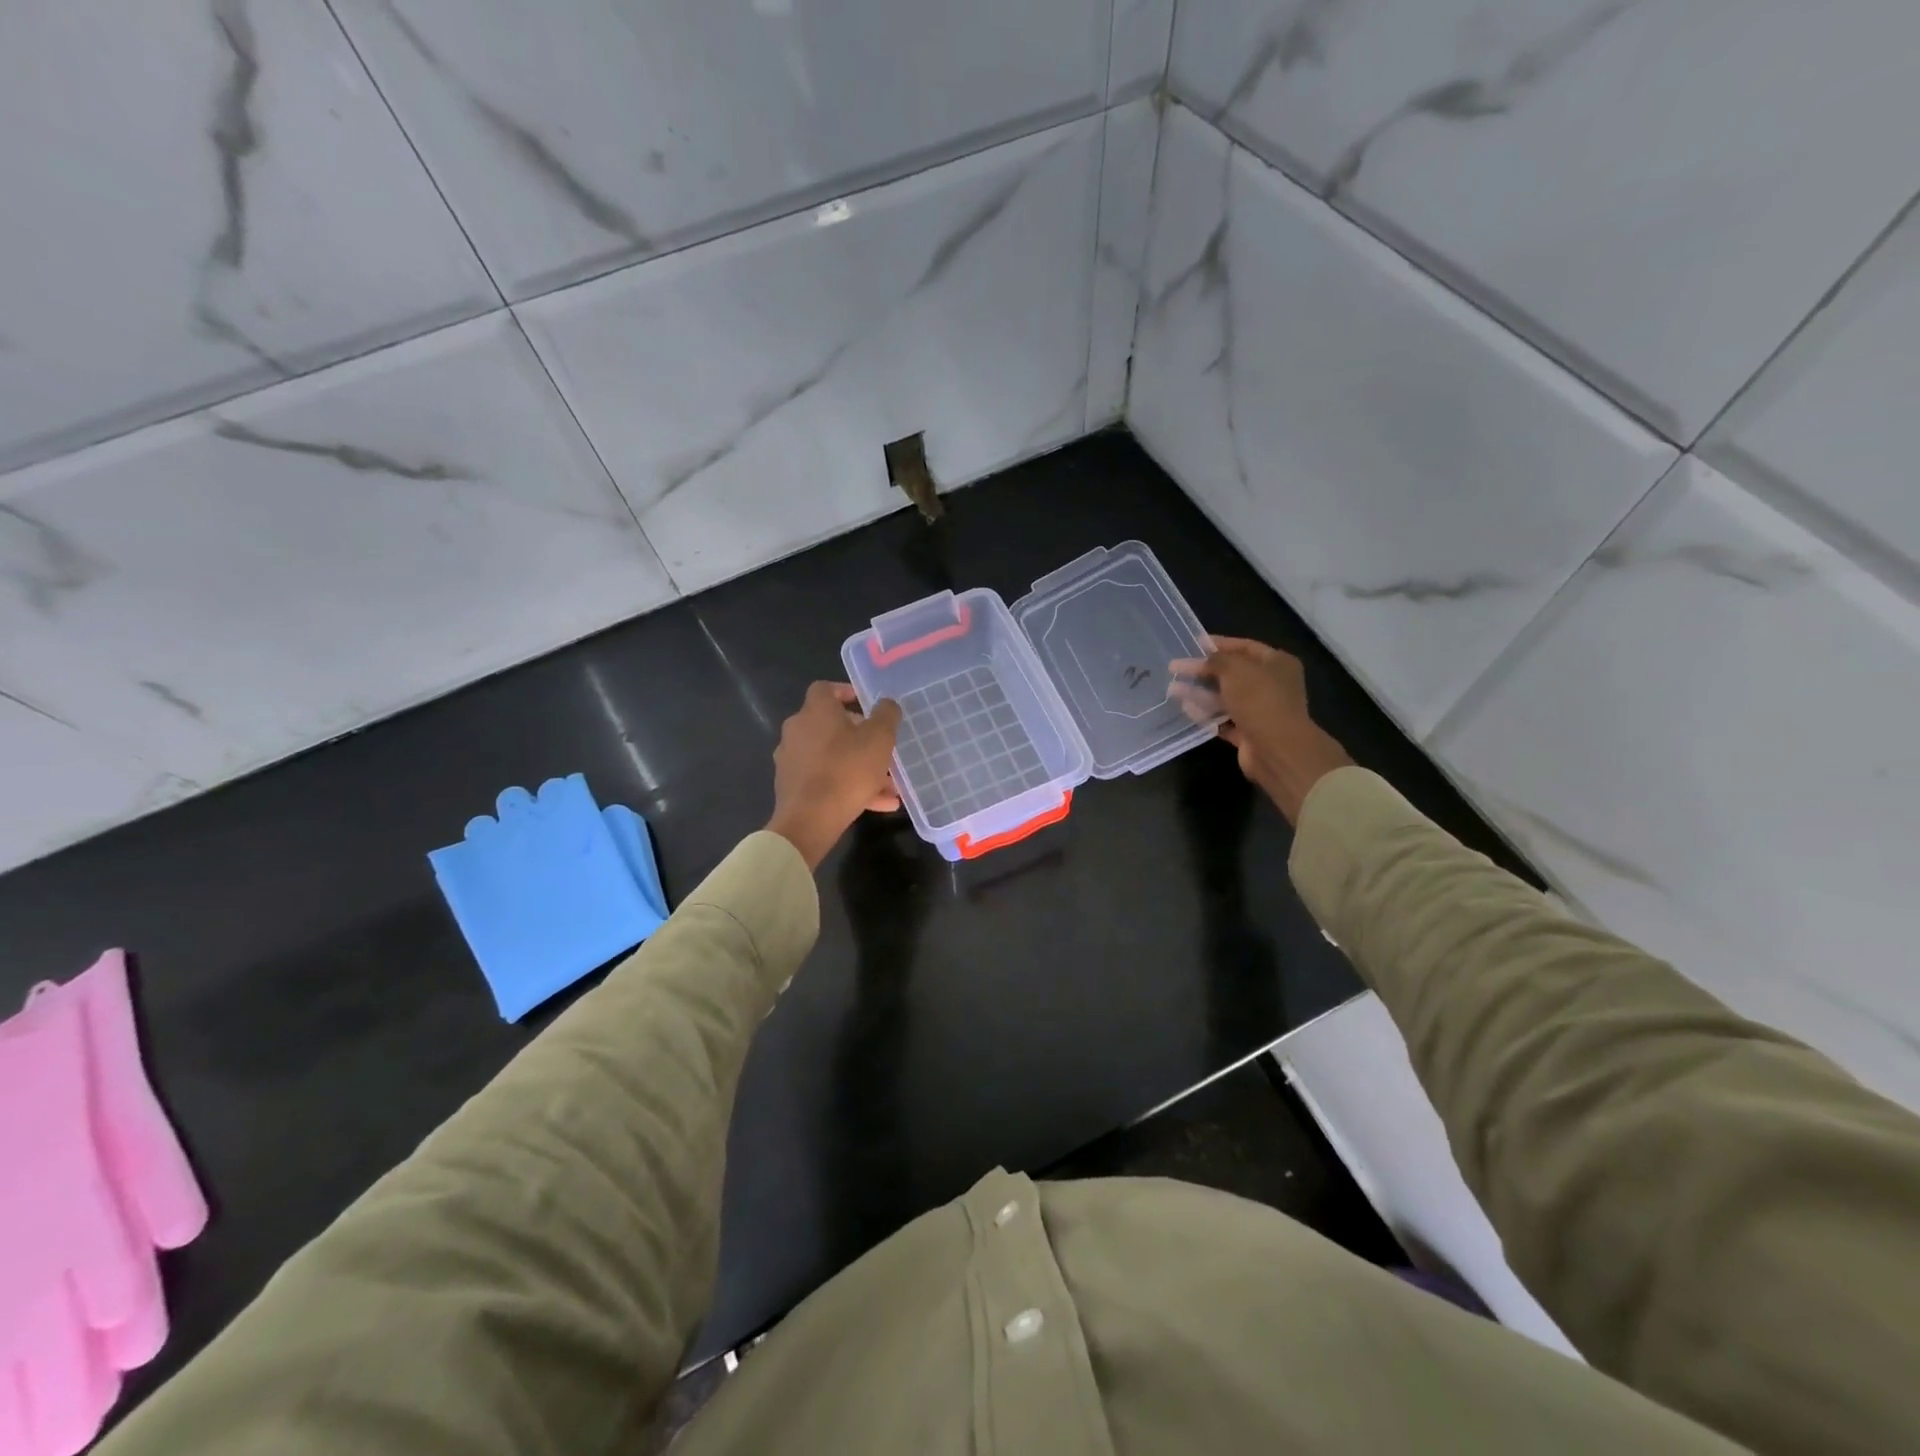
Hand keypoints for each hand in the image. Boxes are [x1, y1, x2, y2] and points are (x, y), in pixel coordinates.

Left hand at [767, 683, 903, 869]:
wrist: (809, 820)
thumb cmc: (847, 770)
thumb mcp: (879, 738)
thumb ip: (886, 715)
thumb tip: (886, 704)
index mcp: (815, 712)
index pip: (825, 689)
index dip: (846, 692)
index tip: (865, 703)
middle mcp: (797, 731)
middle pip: (830, 726)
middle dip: (860, 737)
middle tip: (882, 748)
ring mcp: (792, 760)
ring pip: (832, 757)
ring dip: (860, 767)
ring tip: (889, 786)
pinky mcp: (792, 787)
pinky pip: (826, 780)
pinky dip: (849, 787)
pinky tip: (878, 804)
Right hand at [1169, 637, 1353, 823]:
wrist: (1276, 748)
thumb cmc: (1259, 699)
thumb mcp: (1235, 669)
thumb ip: (1215, 660)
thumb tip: (1201, 660)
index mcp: (1277, 663)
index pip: (1245, 647)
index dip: (1219, 644)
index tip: (1193, 643)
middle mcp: (1272, 685)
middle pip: (1233, 673)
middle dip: (1204, 671)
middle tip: (1177, 668)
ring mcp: (1260, 710)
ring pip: (1225, 697)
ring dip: (1200, 693)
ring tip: (1172, 689)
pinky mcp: (1249, 732)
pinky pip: (1223, 719)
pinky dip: (1206, 714)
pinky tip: (1185, 708)